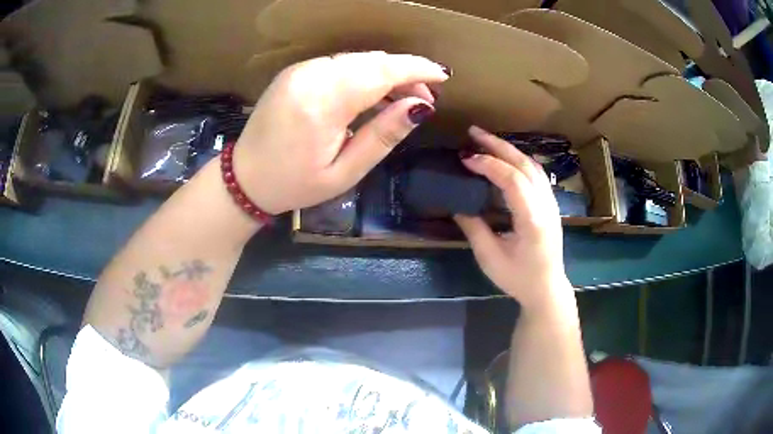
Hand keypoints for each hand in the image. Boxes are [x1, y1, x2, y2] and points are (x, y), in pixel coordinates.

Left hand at [232, 51, 448, 213]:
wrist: (245, 178)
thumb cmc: (295, 184)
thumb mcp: (345, 172)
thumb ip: (383, 136)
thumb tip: (420, 108)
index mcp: (321, 103)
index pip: (380, 72)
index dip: (416, 70)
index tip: (442, 76)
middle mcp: (309, 76)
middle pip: (371, 61)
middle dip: (404, 73)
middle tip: (424, 100)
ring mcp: (299, 70)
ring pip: (357, 59)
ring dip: (385, 73)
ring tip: (402, 99)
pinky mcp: (295, 72)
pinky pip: (339, 64)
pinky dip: (362, 73)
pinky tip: (372, 92)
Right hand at [454, 126, 572, 310]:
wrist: (547, 288)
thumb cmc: (519, 279)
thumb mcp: (490, 258)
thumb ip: (474, 228)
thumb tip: (457, 204)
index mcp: (533, 220)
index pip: (512, 180)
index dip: (488, 165)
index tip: (465, 159)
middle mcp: (546, 205)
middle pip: (524, 165)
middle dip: (498, 145)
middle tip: (473, 132)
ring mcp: (551, 203)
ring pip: (532, 165)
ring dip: (509, 149)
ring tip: (485, 140)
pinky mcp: (550, 204)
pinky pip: (535, 173)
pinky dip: (518, 160)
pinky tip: (504, 158)